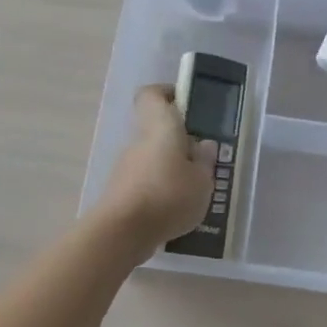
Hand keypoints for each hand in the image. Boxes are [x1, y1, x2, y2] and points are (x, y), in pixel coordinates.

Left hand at [97, 85, 219, 248]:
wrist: (122, 232)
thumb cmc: (168, 196)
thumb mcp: (202, 181)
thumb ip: (205, 161)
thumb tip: (204, 144)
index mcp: (160, 127)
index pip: (152, 95)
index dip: (168, 94)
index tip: (188, 105)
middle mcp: (139, 142)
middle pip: (157, 130)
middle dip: (180, 142)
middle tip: (204, 160)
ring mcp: (127, 167)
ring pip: (153, 158)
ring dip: (171, 169)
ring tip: (195, 192)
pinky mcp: (121, 191)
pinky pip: (146, 182)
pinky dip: (161, 191)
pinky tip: (177, 212)